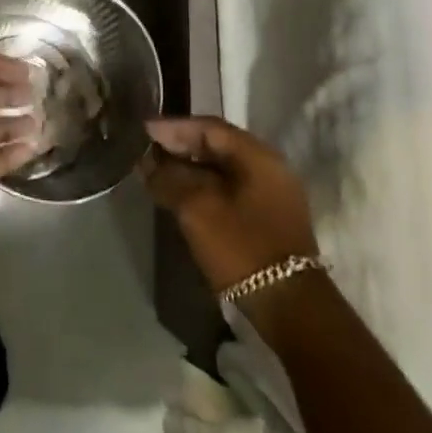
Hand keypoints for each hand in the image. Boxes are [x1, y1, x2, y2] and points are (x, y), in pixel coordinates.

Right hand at [143, 117, 317, 294]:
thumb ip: (169, 179)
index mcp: (258, 156)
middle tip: (147, 148)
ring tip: (157, 170)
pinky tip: (179, 193)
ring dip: (190, 167)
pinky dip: (203, 186)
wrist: (287, 306)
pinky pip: (229, 188)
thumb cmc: (241, 247)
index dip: (174, 127)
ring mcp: (271, 193)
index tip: (143, 129)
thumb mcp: (197, 208)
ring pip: (222, 169)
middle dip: (180, 145)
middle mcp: (269, 167)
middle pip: (217, 146)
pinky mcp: (267, 217)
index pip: (210, 128)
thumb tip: (148, 164)